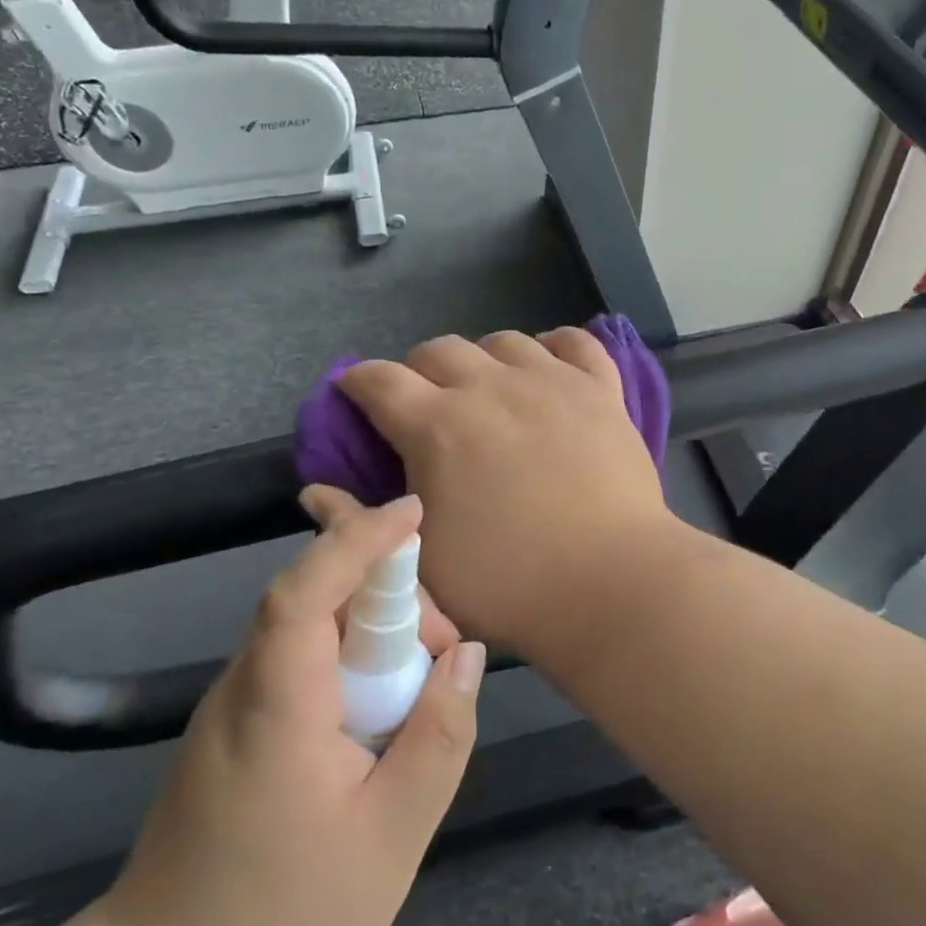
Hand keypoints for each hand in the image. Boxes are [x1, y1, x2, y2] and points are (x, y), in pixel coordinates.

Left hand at [94, 494, 485, 925]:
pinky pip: (302, 661)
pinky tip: (380, 711)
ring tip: (419, 692)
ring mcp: (233, 705)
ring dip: (374, 632)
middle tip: (443, 657)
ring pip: (312, 628)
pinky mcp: (236, 725)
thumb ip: (439, 736)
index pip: (306, 589)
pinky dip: (350, 660)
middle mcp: (244, 685)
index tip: (412, 511)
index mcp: (276, 704)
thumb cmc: (286, 920)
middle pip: (318, 599)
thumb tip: (467, 655)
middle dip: (391, 599)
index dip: (357, 539)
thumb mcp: (392, 836)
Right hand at [339, 328, 675, 654]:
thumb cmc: (508, 584)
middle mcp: (490, 388)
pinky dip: (556, 347)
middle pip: (439, 350)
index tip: (356, 394)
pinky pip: (576, 343)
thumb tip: (316, 493)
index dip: (358, 383)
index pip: (379, 380)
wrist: (609, 584)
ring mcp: (551, 382)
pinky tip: (549, 367)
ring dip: (483, 359)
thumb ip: (364, 524)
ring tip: (490, 390)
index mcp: (438, 426)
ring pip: (504, 341)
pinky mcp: (600, 390)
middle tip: (428, 407)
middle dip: (419, 372)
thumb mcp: (420, 565)